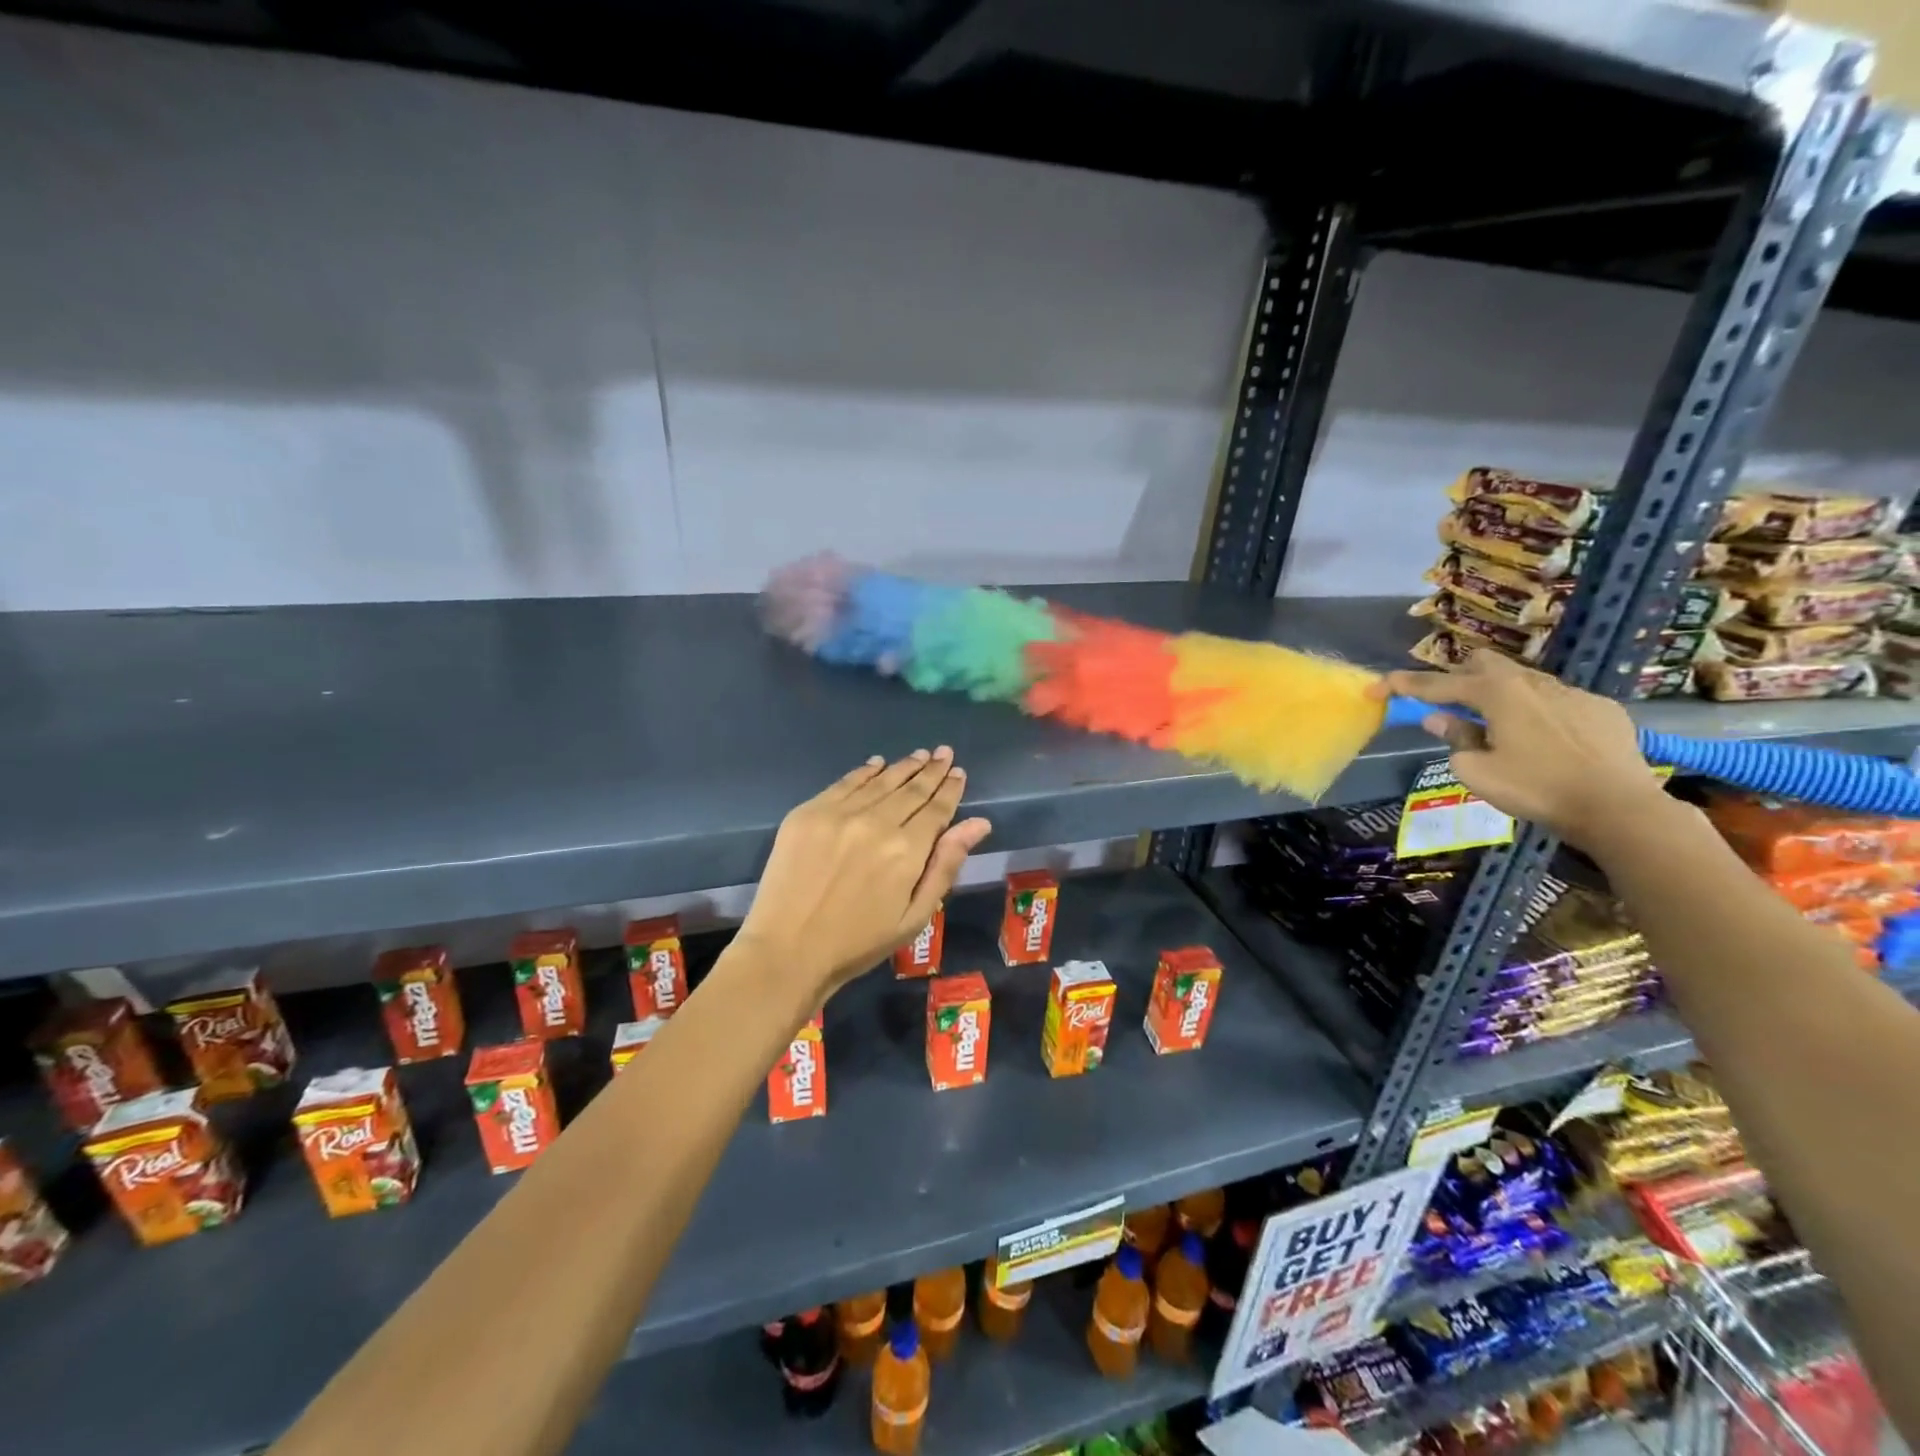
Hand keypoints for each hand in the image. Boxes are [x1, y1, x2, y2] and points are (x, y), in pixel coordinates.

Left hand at [736, 747, 992, 1000]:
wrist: (787, 951)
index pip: (936, 809)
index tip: (959, 772)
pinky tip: (877, 763)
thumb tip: (978, 823)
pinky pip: (845, 783)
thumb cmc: (858, 943)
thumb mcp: (914, 916)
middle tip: (944, 753)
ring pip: (880, 781)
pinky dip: (865, 771)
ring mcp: (839, 814)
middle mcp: (876, 822)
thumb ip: (946, 865)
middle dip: (932, 770)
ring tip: (920, 755)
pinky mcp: (808, 813)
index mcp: (907, 850)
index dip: (950, 789)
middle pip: (911, 789)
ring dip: (903, 767)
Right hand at [1384, 653, 1664, 847]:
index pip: (1438, 684)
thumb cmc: (1537, 789)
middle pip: (1484, 664)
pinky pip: (1558, 700)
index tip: (1378, 686)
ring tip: (1498, 726)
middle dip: (1459, 677)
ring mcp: (1572, 693)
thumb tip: (1441, 720)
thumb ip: (1455, 740)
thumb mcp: (1477, 772)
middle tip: (1449, 704)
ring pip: (1523, 680)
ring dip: (1500, 696)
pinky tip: (1545, 741)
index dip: (1404, 685)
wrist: (1619, 808)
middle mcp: (1533, 683)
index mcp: (1497, 694)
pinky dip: (1538, 712)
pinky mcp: (1602, 709)